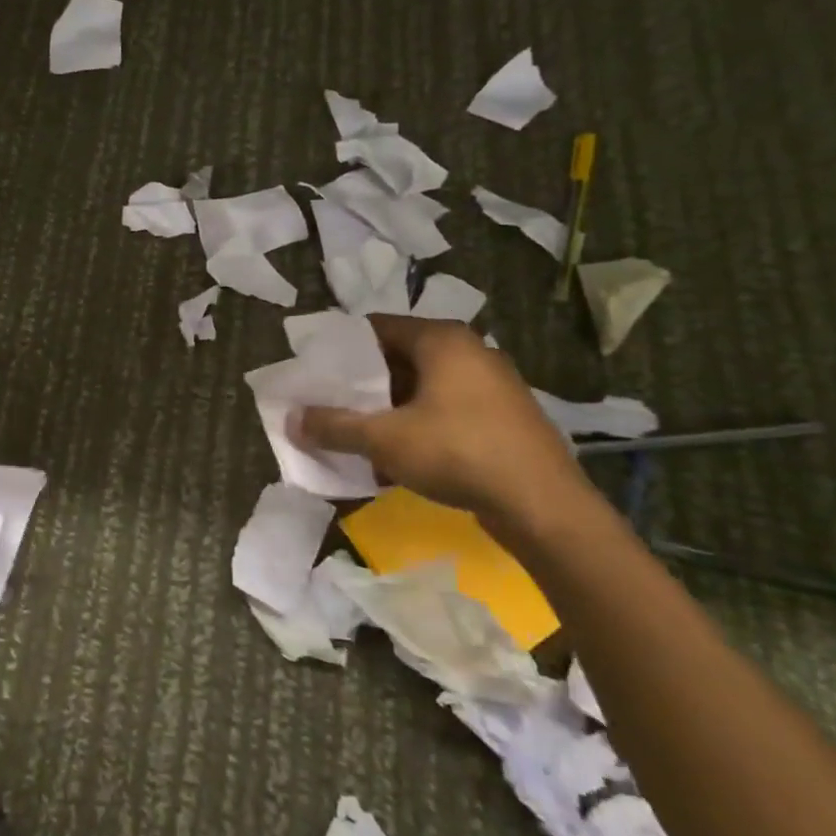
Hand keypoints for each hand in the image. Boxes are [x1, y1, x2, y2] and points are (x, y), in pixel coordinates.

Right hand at [291, 316, 602, 539]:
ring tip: (355, 431)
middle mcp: (469, 351)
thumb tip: (291, 420)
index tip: (313, 370)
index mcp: (442, 339)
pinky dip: (416, 424)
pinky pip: (445, 410)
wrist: (545, 507)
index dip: (339, 348)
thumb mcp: (383, 439)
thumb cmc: (458, 453)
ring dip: (387, 408)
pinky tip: (396, 455)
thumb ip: (333, 426)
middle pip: (397, 357)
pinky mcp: (502, 417)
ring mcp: (491, 385)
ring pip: (421, 387)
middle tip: (328, 402)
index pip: (375, 327)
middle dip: (361, 382)